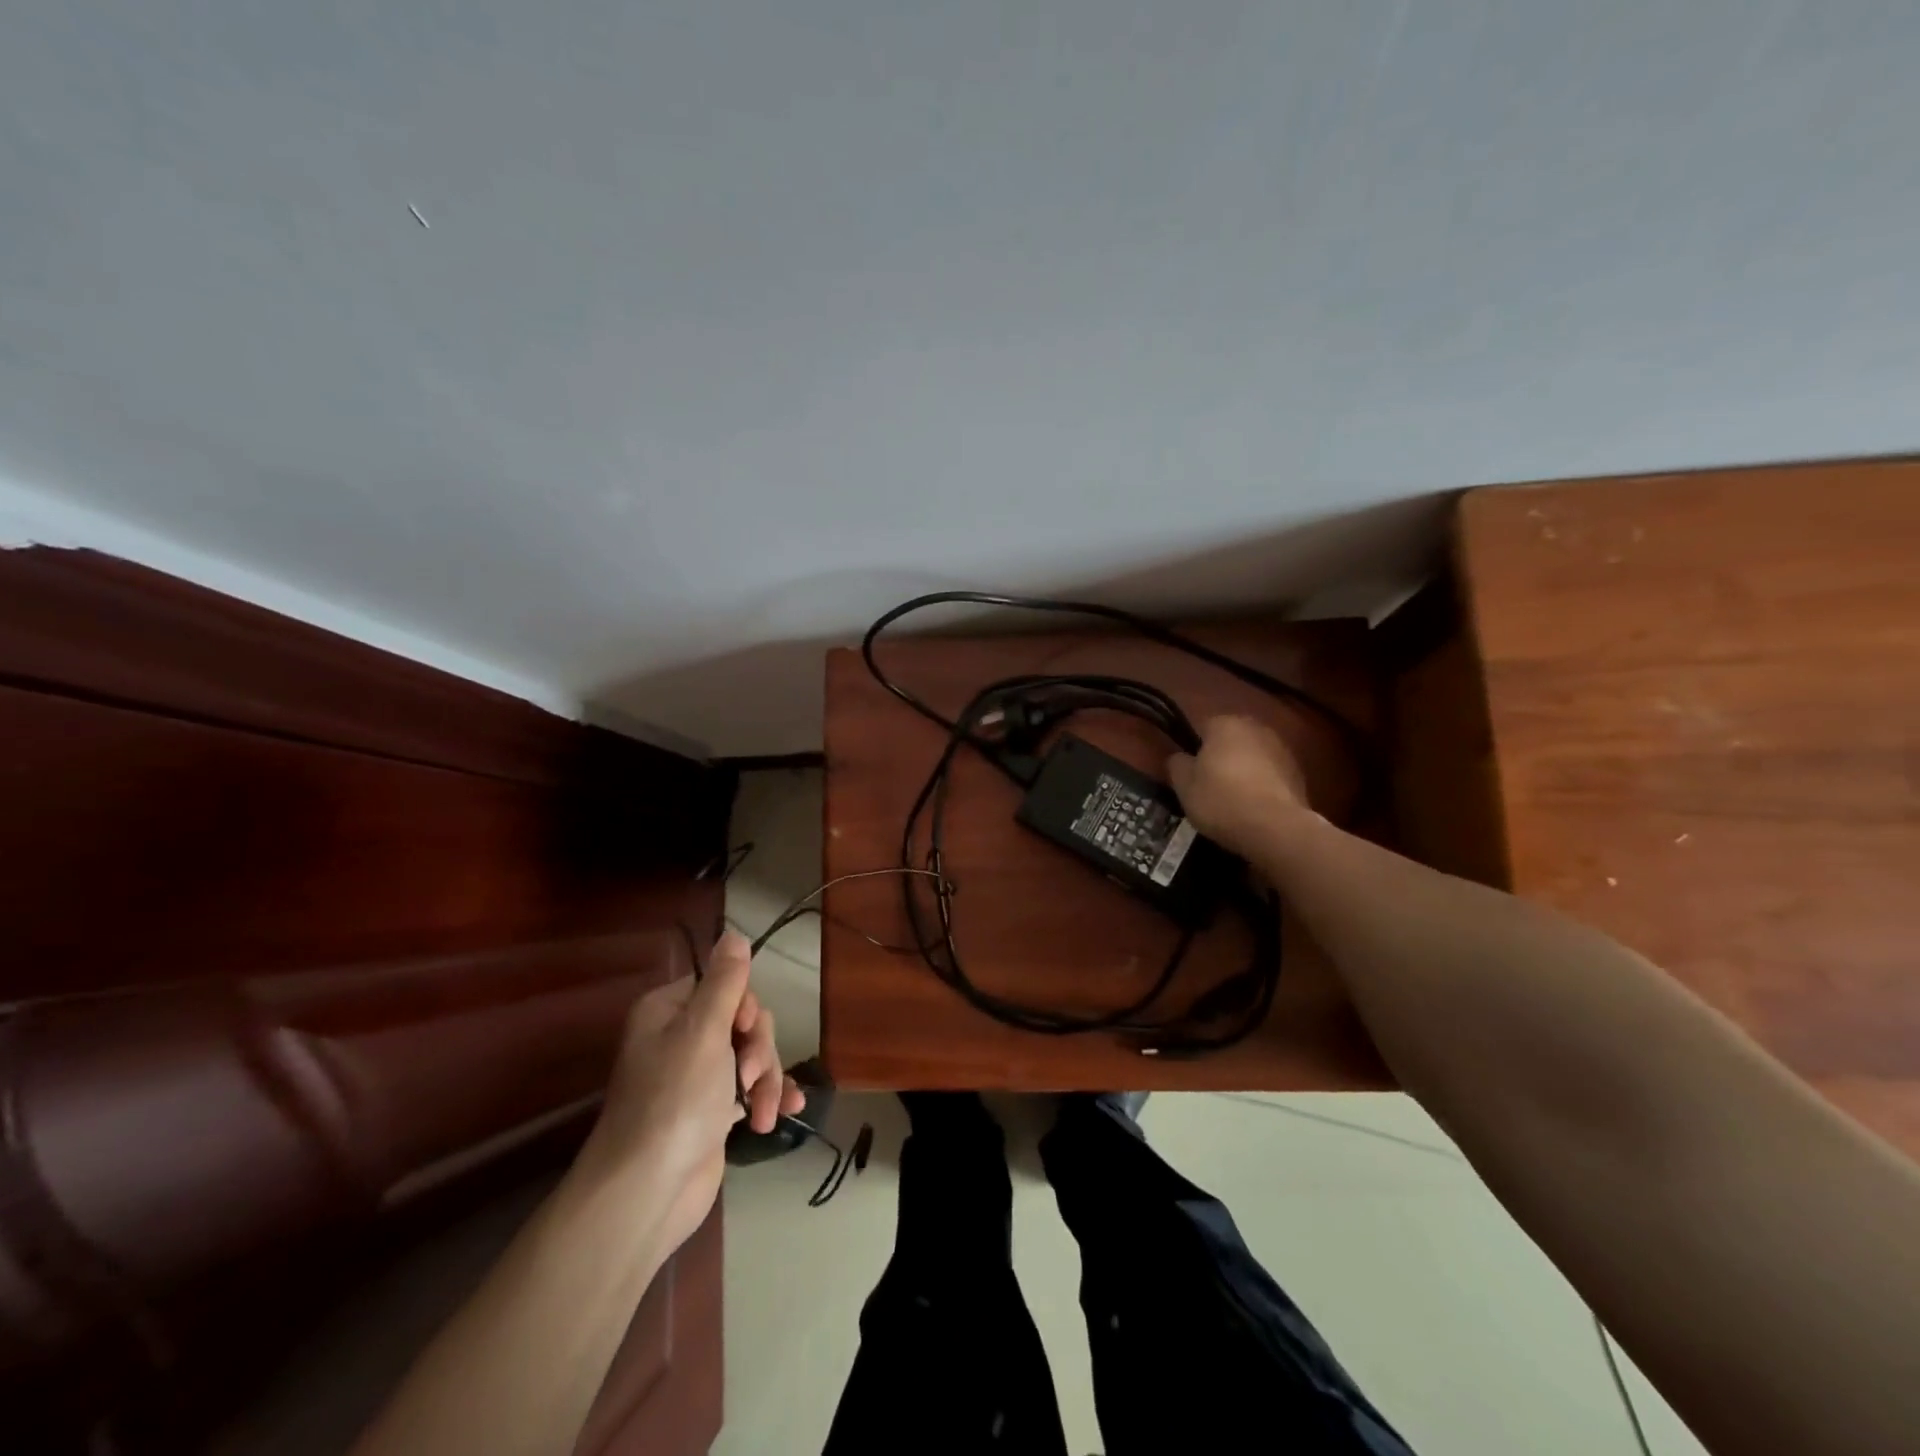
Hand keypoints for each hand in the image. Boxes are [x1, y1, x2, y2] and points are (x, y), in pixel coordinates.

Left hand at [577, 929, 803, 1254]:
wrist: (647, 1193)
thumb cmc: (674, 1101)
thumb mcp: (703, 1031)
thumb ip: (725, 981)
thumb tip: (733, 932)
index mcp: (669, 1011)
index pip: (724, 984)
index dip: (744, 1006)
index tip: (743, 1030)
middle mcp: (680, 1038)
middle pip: (744, 1020)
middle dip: (759, 1048)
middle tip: (750, 1076)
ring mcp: (697, 1077)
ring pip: (753, 1055)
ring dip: (768, 1079)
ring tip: (764, 1111)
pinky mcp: (711, 1112)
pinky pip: (752, 1088)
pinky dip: (769, 1097)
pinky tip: (785, 1112)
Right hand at [1167, 714, 1315, 858]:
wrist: (1275, 828)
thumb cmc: (1220, 800)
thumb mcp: (1184, 786)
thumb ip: (1178, 765)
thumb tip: (1181, 758)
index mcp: (1225, 724)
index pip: (1202, 728)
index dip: (1194, 750)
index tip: (1191, 773)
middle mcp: (1256, 728)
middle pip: (1231, 739)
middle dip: (1222, 757)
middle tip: (1210, 785)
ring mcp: (1282, 749)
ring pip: (1253, 756)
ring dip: (1245, 770)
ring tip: (1234, 800)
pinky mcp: (1299, 773)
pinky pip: (1271, 775)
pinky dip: (1263, 785)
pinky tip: (1255, 808)